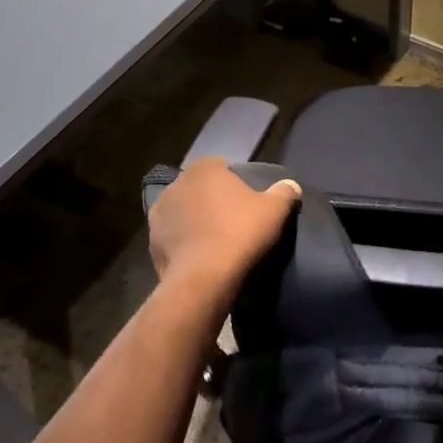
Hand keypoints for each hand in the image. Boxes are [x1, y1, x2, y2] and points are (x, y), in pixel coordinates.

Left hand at [149, 158, 300, 296]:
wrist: (204, 278)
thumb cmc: (240, 232)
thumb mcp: (275, 210)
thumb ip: (284, 192)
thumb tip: (291, 185)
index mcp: (204, 170)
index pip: (219, 165)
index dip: (232, 180)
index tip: (245, 199)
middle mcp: (176, 185)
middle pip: (198, 187)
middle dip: (210, 199)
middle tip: (231, 218)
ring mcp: (159, 214)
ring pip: (182, 212)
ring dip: (194, 220)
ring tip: (214, 239)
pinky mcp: (151, 243)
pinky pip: (173, 237)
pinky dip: (183, 243)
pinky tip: (200, 257)